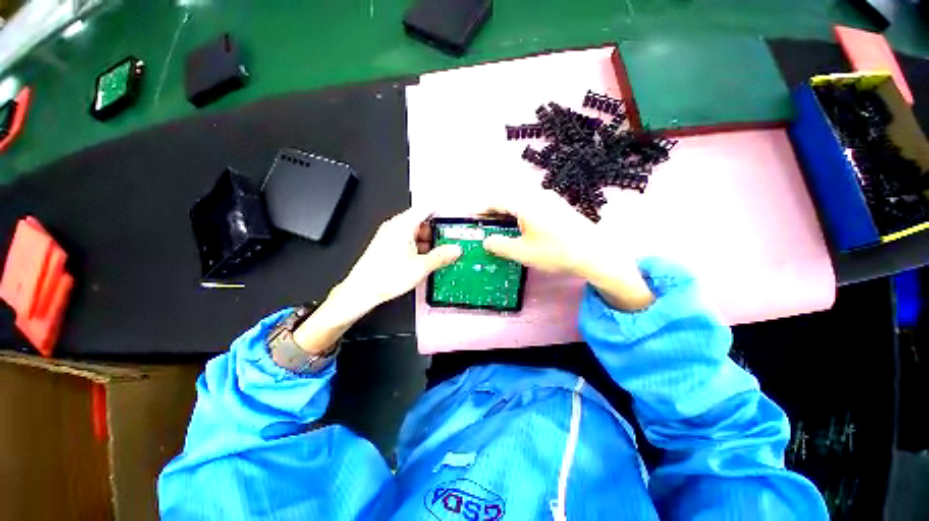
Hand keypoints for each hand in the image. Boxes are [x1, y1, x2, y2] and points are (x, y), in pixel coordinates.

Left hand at [294, 207, 461, 353]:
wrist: (363, 290)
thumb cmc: (383, 277)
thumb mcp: (421, 267)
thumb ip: (441, 256)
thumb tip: (455, 250)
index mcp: (403, 225)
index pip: (427, 208)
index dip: (442, 212)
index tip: (453, 219)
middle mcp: (396, 227)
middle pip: (423, 222)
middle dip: (437, 232)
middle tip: (449, 242)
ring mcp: (391, 236)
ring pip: (416, 233)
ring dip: (428, 242)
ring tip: (439, 255)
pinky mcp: (389, 246)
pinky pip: (409, 241)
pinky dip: (419, 248)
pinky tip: (425, 260)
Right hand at [482, 189, 654, 310]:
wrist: (594, 253)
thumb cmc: (554, 252)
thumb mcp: (521, 252)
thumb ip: (499, 245)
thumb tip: (486, 241)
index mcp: (525, 203)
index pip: (497, 200)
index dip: (483, 209)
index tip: (475, 217)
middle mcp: (537, 195)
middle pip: (509, 198)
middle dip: (496, 210)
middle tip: (488, 224)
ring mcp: (551, 199)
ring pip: (522, 200)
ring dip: (510, 211)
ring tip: (504, 226)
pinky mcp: (560, 206)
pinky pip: (534, 204)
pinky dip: (523, 212)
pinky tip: (525, 227)